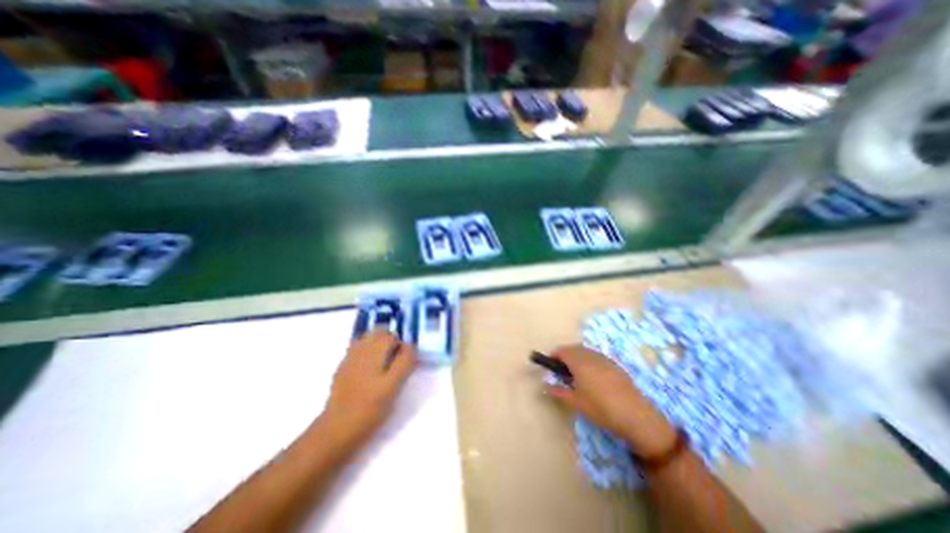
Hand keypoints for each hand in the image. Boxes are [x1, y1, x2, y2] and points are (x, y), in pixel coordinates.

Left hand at [320, 331, 416, 446]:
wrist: (336, 429)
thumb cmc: (370, 408)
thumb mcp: (394, 386)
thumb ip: (405, 362)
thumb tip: (410, 346)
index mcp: (374, 351)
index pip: (392, 335)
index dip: (402, 346)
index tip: (405, 362)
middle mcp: (360, 349)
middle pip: (379, 332)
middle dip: (391, 341)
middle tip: (396, 361)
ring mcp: (349, 357)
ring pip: (368, 338)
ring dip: (379, 345)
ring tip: (384, 365)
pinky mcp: (343, 368)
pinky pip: (359, 350)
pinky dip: (368, 353)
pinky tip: (370, 372)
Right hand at [542, 346, 674, 457]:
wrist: (636, 416)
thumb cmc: (601, 409)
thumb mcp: (576, 403)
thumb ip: (559, 392)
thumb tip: (545, 386)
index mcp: (579, 362)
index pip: (562, 351)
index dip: (554, 355)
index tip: (550, 364)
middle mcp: (591, 356)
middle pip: (574, 348)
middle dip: (565, 355)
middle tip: (561, 369)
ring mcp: (605, 359)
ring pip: (586, 351)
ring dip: (577, 356)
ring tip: (576, 373)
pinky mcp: (615, 365)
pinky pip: (597, 356)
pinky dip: (589, 360)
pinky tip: (593, 376)